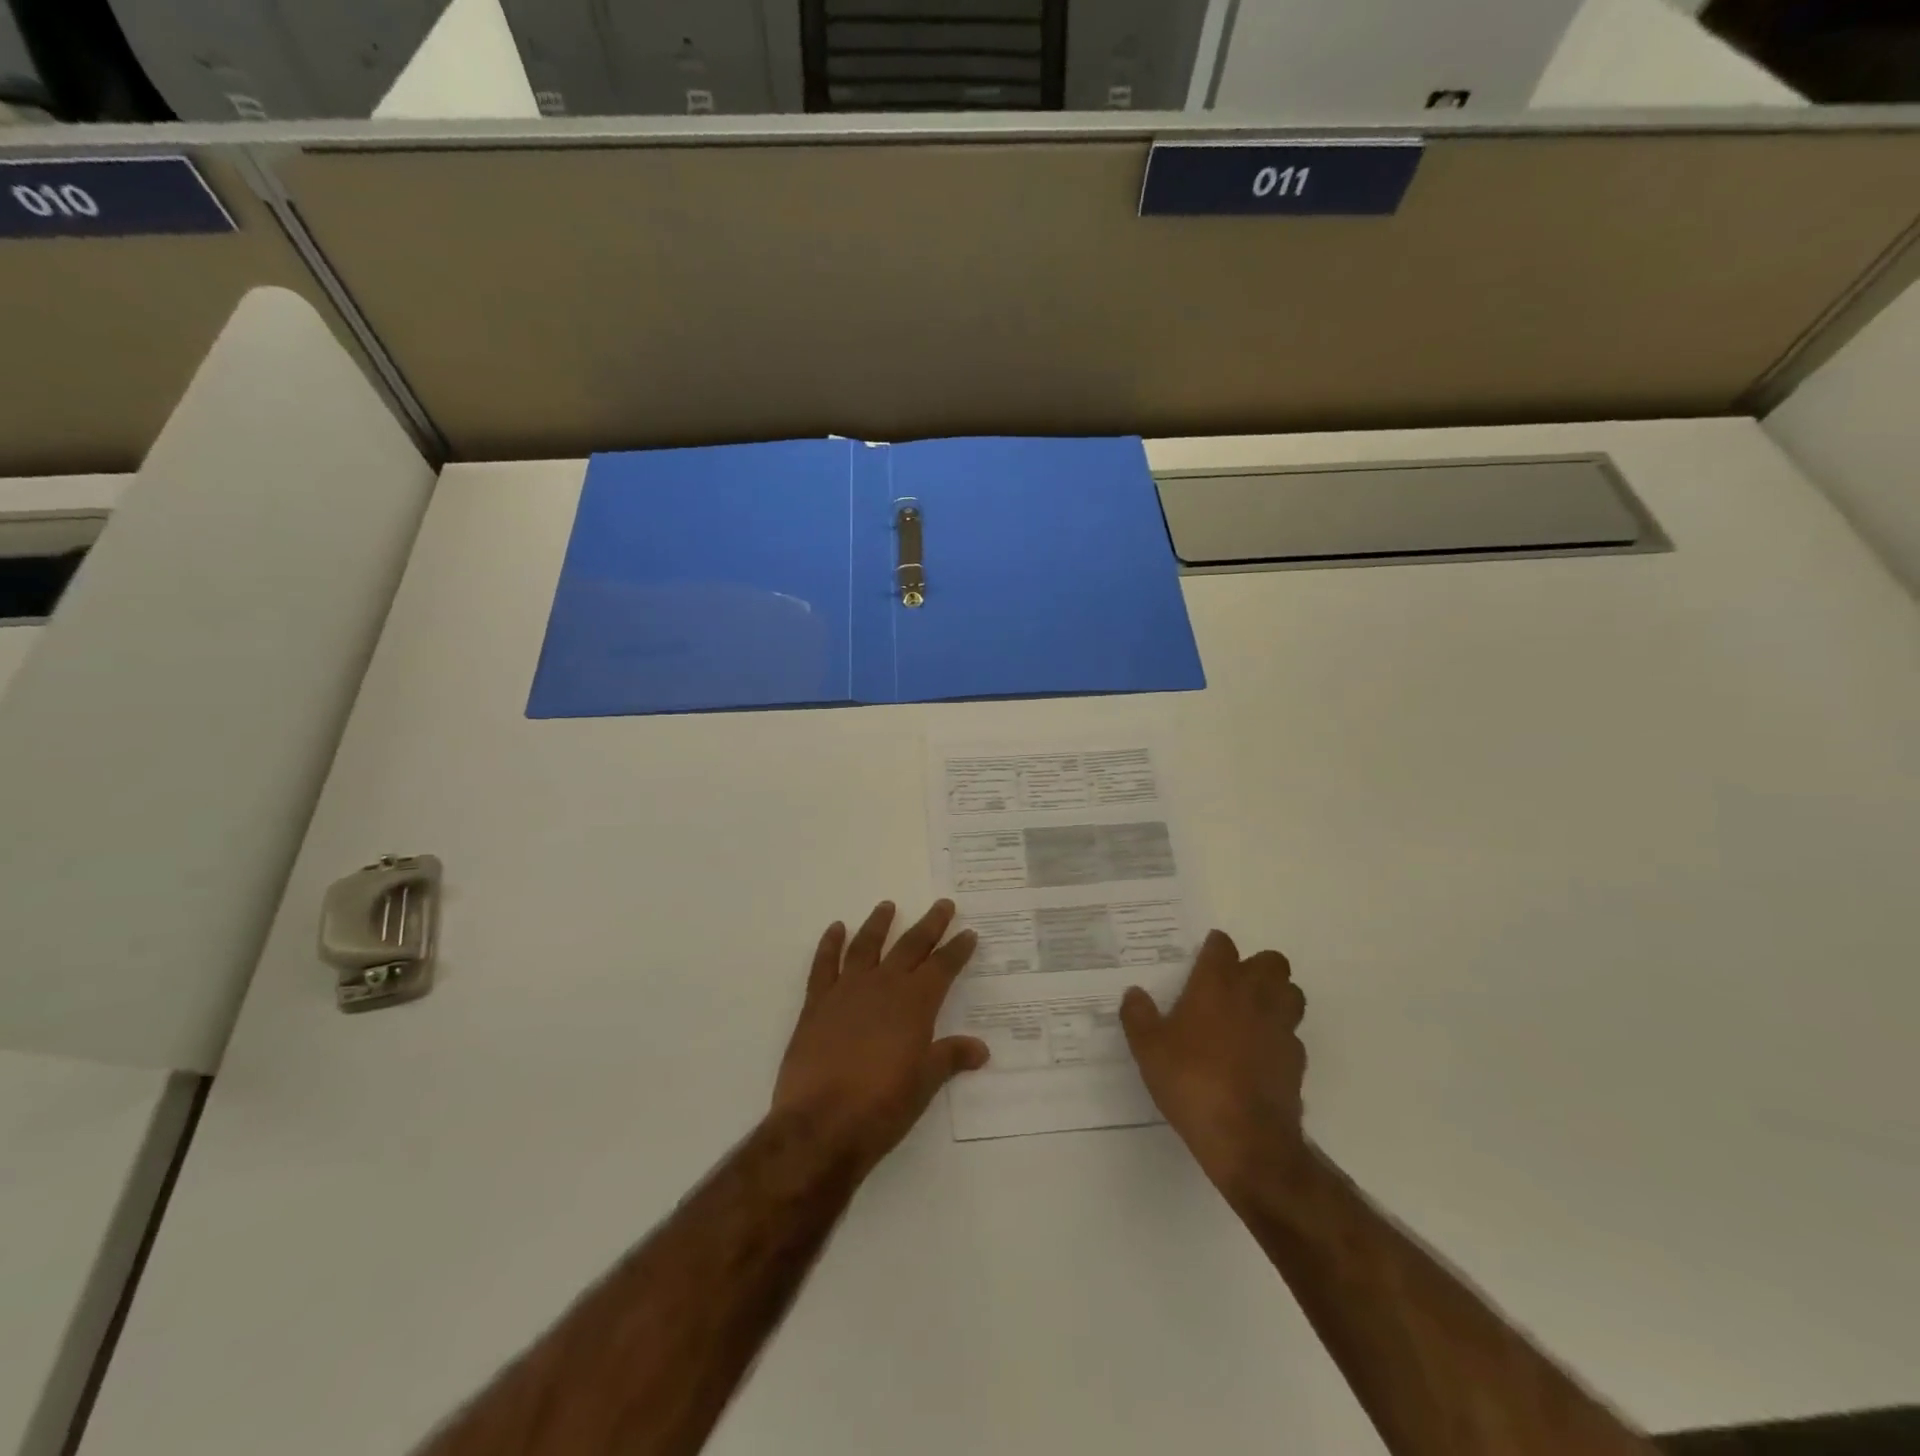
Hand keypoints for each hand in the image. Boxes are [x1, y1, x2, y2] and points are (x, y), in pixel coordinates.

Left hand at [772, 900, 988, 1175]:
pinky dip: (830, 944)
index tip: (969, 933)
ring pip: (866, 946)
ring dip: (879, 924)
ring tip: (887, 905)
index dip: (957, 949)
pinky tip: (836, 929)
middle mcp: (883, 986)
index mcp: (914, 1004)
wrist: (819, 1125)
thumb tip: (981, 1048)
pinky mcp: (816, 1004)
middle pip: (910, 946)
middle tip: (943, 905)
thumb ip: (950, 1058)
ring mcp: (846, 991)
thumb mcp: (924, 1085)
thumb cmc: (881, 1108)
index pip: (943, 967)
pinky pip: (824, 965)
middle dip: (930, 924)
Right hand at [1120, 930, 1307, 1194]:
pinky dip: (1280, 1037)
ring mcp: (1281, 1027)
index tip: (1203, 958)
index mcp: (1216, 984)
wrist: (1246, 1138)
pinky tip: (1261, 1054)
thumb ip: (1138, 1016)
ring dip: (1277, 996)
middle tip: (1233, 985)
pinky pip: (1293, 1035)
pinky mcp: (1297, 1060)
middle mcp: (1254, 996)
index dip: (1214, 948)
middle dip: (1256, 967)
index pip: (1223, 946)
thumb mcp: (1148, 1050)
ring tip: (1253, 1013)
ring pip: (1292, 993)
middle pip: (1271, 962)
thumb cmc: (1191, 1081)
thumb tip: (1134, 993)